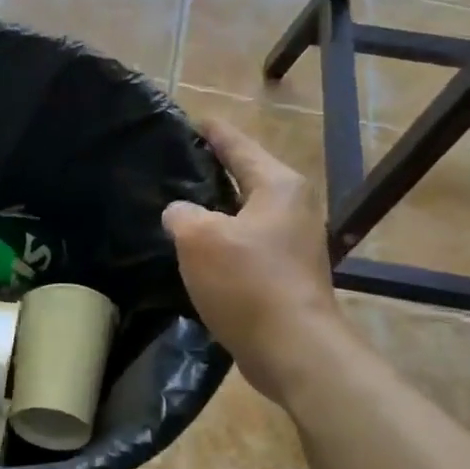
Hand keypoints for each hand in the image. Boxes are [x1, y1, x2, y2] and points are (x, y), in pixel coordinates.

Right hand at [163, 119, 346, 397]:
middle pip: (246, 178)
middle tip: (175, 165)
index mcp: (277, 186)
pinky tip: (197, 252)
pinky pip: (248, 245)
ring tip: (179, 207)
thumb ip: (182, 214)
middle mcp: (293, 207)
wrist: (293, 349)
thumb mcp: (200, 239)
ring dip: (216, 211)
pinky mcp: (287, 275)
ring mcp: (294, 243)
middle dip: (213, 171)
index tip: (193, 120)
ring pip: (245, 214)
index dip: (213, 132)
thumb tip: (180, 212)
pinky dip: (224, 242)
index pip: (238, 146)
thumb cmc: (248, 283)